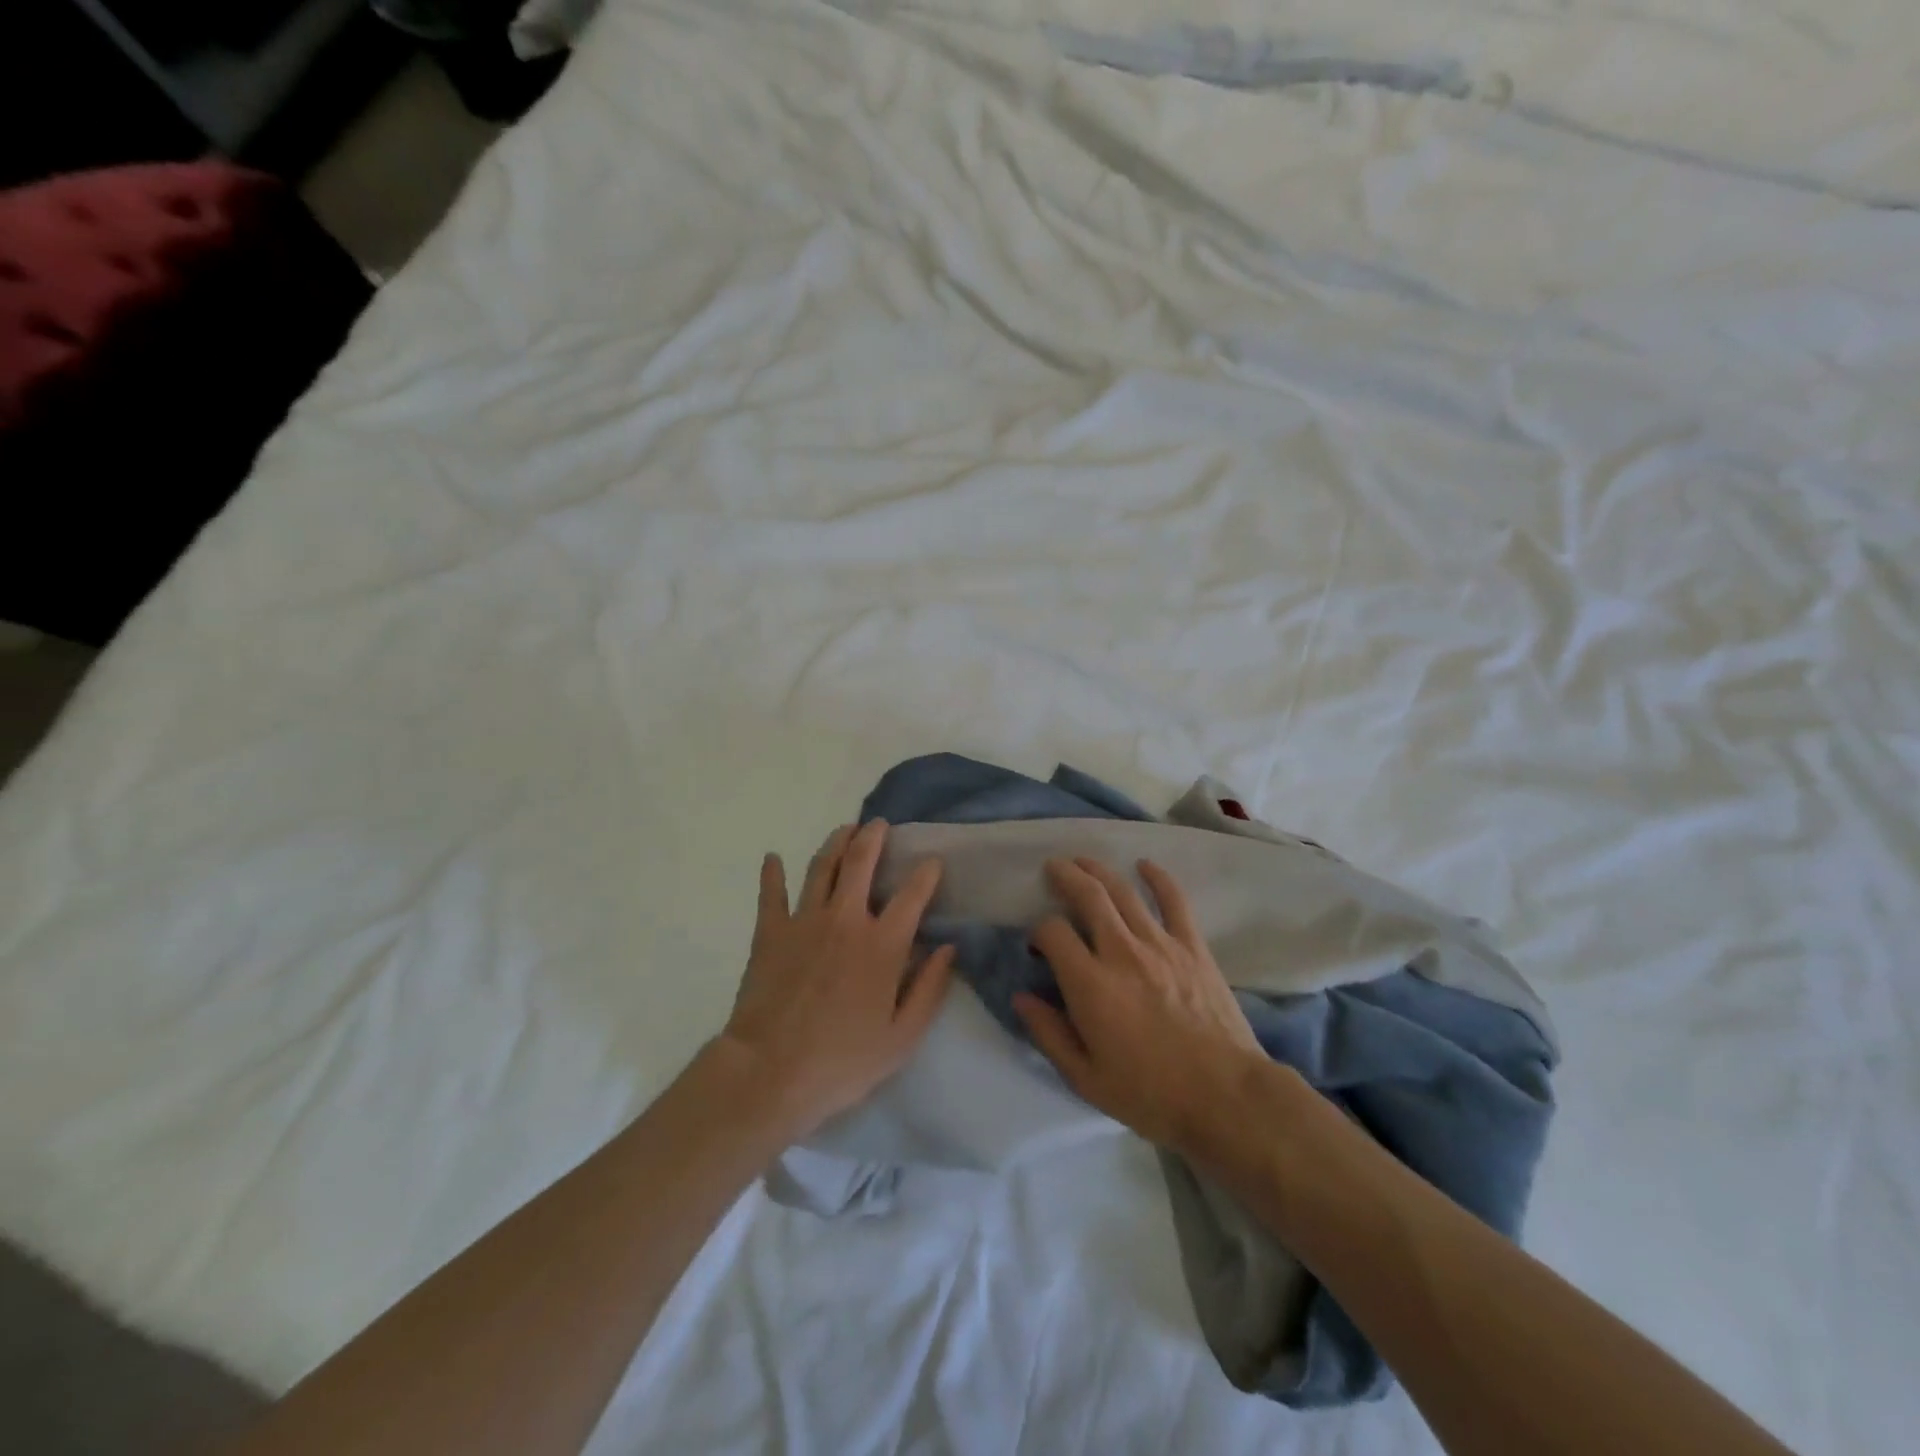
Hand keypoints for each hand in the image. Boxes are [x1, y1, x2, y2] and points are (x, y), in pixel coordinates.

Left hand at [717, 821, 953, 1138]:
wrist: (770, 1072)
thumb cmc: (842, 1061)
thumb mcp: (902, 1037)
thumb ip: (929, 989)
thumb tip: (948, 948)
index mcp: (882, 945)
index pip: (912, 895)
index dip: (926, 874)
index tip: (932, 862)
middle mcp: (845, 920)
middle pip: (861, 863)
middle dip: (873, 838)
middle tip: (879, 824)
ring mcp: (804, 921)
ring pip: (821, 867)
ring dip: (836, 843)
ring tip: (845, 830)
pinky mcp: (770, 932)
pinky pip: (771, 893)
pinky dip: (772, 873)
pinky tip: (773, 857)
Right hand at [1015, 857, 1263, 1153]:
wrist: (1226, 1097)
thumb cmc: (1150, 1094)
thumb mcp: (1085, 1078)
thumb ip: (1048, 1033)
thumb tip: (1021, 997)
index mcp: (1090, 983)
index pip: (1053, 933)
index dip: (1039, 932)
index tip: (1038, 945)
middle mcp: (1121, 952)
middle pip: (1088, 896)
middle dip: (1066, 876)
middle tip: (1054, 868)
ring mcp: (1160, 945)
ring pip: (1124, 892)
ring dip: (1100, 871)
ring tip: (1084, 861)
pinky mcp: (1193, 947)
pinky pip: (1174, 901)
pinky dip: (1159, 878)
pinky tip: (1145, 864)